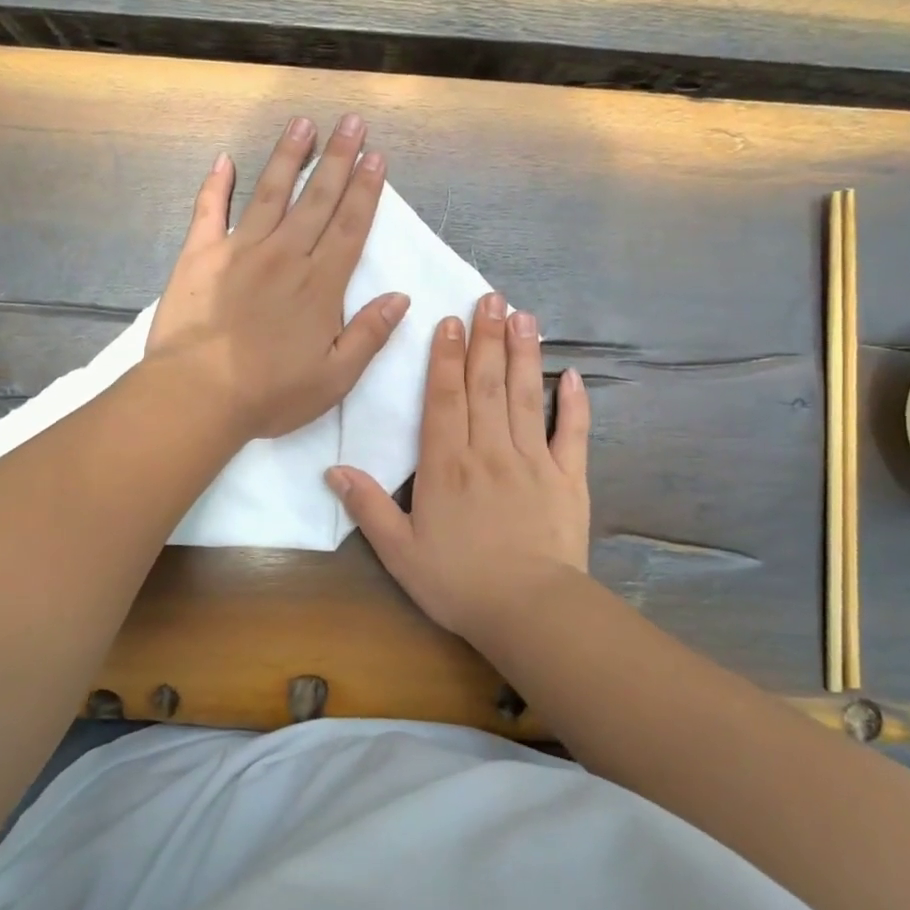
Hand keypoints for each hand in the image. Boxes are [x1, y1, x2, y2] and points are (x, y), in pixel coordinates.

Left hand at [146, 114, 409, 440]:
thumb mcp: (335, 378)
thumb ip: (369, 334)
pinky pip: (209, 210)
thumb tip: (400, 298)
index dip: (366, 191)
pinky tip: (225, 161)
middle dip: (338, 158)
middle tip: (352, 122)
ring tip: (303, 123)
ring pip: (271, 193)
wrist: (198, 395)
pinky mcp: (200, 255)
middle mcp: (285, 255)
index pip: (350, 227)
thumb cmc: (270, 394)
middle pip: (318, 199)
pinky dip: (216, 184)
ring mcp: (240, 250)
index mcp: (320, 284)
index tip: (376, 157)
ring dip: (289, 157)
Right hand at [328, 292, 591, 641]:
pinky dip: (575, 404)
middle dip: (487, 338)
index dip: (446, 356)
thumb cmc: (458, 582)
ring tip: (525, 316)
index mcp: (447, 464)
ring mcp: (534, 460)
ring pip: (527, 396)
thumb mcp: (399, 551)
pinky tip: (573, 375)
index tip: (451, 320)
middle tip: (491, 298)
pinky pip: (574, 433)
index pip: (444, 397)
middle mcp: (490, 450)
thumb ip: (369, 507)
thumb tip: (333, 469)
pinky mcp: (569, 478)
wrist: (528, 611)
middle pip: (487, 384)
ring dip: (525, 354)